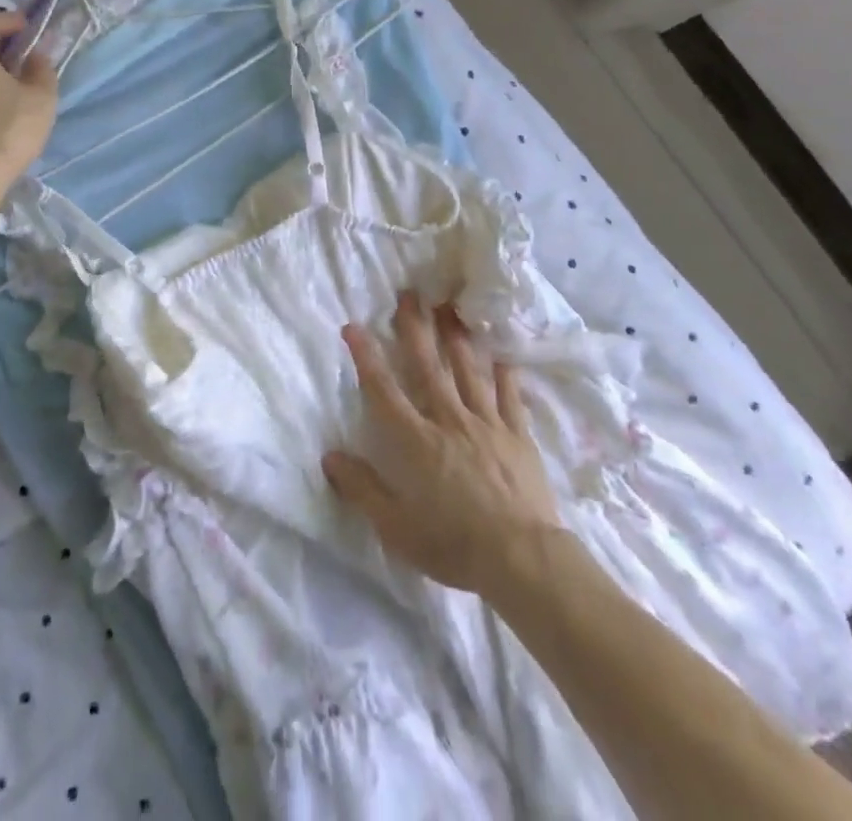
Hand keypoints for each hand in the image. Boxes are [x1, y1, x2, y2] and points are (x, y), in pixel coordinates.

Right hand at [323, 292, 562, 595]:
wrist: (522, 558)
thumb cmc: (454, 545)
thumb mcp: (396, 528)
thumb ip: (363, 489)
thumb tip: (329, 456)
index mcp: (417, 441)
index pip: (384, 390)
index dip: (366, 356)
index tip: (353, 326)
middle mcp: (449, 420)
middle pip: (427, 366)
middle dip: (415, 327)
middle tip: (409, 293)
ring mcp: (487, 423)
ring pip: (468, 370)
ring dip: (455, 336)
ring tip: (450, 307)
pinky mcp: (517, 434)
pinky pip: (509, 395)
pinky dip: (505, 372)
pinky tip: (502, 353)